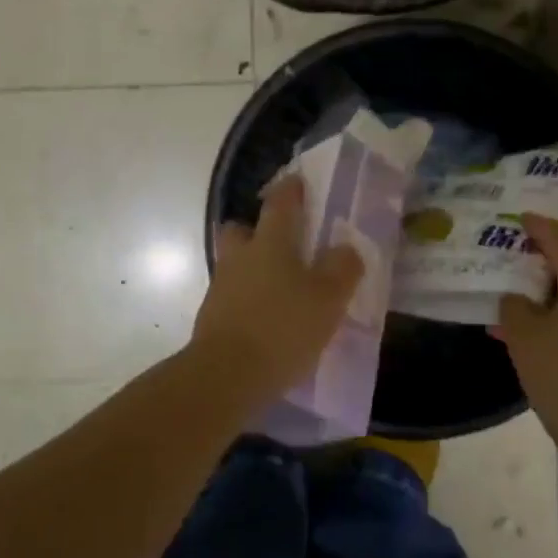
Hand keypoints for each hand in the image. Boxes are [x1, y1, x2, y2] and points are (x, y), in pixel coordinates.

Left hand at [191, 175, 363, 393]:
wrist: (226, 375)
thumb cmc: (282, 327)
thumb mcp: (328, 299)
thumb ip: (342, 269)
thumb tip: (345, 249)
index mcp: (270, 243)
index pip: (280, 204)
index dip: (290, 190)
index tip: (297, 182)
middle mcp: (240, 257)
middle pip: (241, 230)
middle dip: (256, 229)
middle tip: (281, 243)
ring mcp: (221, 287)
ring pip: (235, 264)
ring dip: (253, 268)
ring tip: (281, 289)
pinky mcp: (212, 318)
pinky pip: (233, 297)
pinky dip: (248, 300)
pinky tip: (268, 320)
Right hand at [497, 214, 557, 462]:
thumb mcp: (524, 338)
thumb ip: (513, 306)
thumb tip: (515, 297)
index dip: (536, 226)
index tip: (515, 216)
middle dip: (547, 252)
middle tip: (515, 251)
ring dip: (549, 283)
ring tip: (514, 287)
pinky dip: (556, 308)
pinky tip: (526, 326)